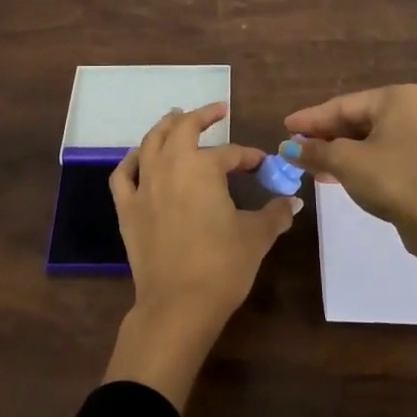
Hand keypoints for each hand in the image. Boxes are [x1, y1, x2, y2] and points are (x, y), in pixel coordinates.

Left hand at [103, 103, 299, 408]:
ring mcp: (144, 186)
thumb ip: (275, 213)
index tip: (263, 165)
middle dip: (201, 117)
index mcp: (203, 167)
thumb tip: (292, 201)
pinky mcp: (127, 208)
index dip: (250, 157)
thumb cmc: (222, 265)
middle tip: (216, 111)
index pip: (231, 153)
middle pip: (183, 129)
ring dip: (165, 127)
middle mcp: (170, 166)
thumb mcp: (256, 236)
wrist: (178, 305)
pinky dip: (131, 160)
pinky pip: (123, 174)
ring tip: (175, 118)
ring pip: (151, 143)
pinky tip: (139, 158)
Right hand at [282, 85, 416, 246]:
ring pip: (370, 140)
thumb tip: (287, 148)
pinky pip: (384, 154)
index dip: (310, 119)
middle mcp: (414, 110)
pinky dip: (359, 162)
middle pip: (357, 121)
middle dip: (324, 137)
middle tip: (295, 146)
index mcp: (397, 98)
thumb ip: (314, 150)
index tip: (285, 128)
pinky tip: (333, 175)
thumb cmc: (391, 179)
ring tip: (309, 164)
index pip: (343, 105)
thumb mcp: (345, 161)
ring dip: (338, 152)